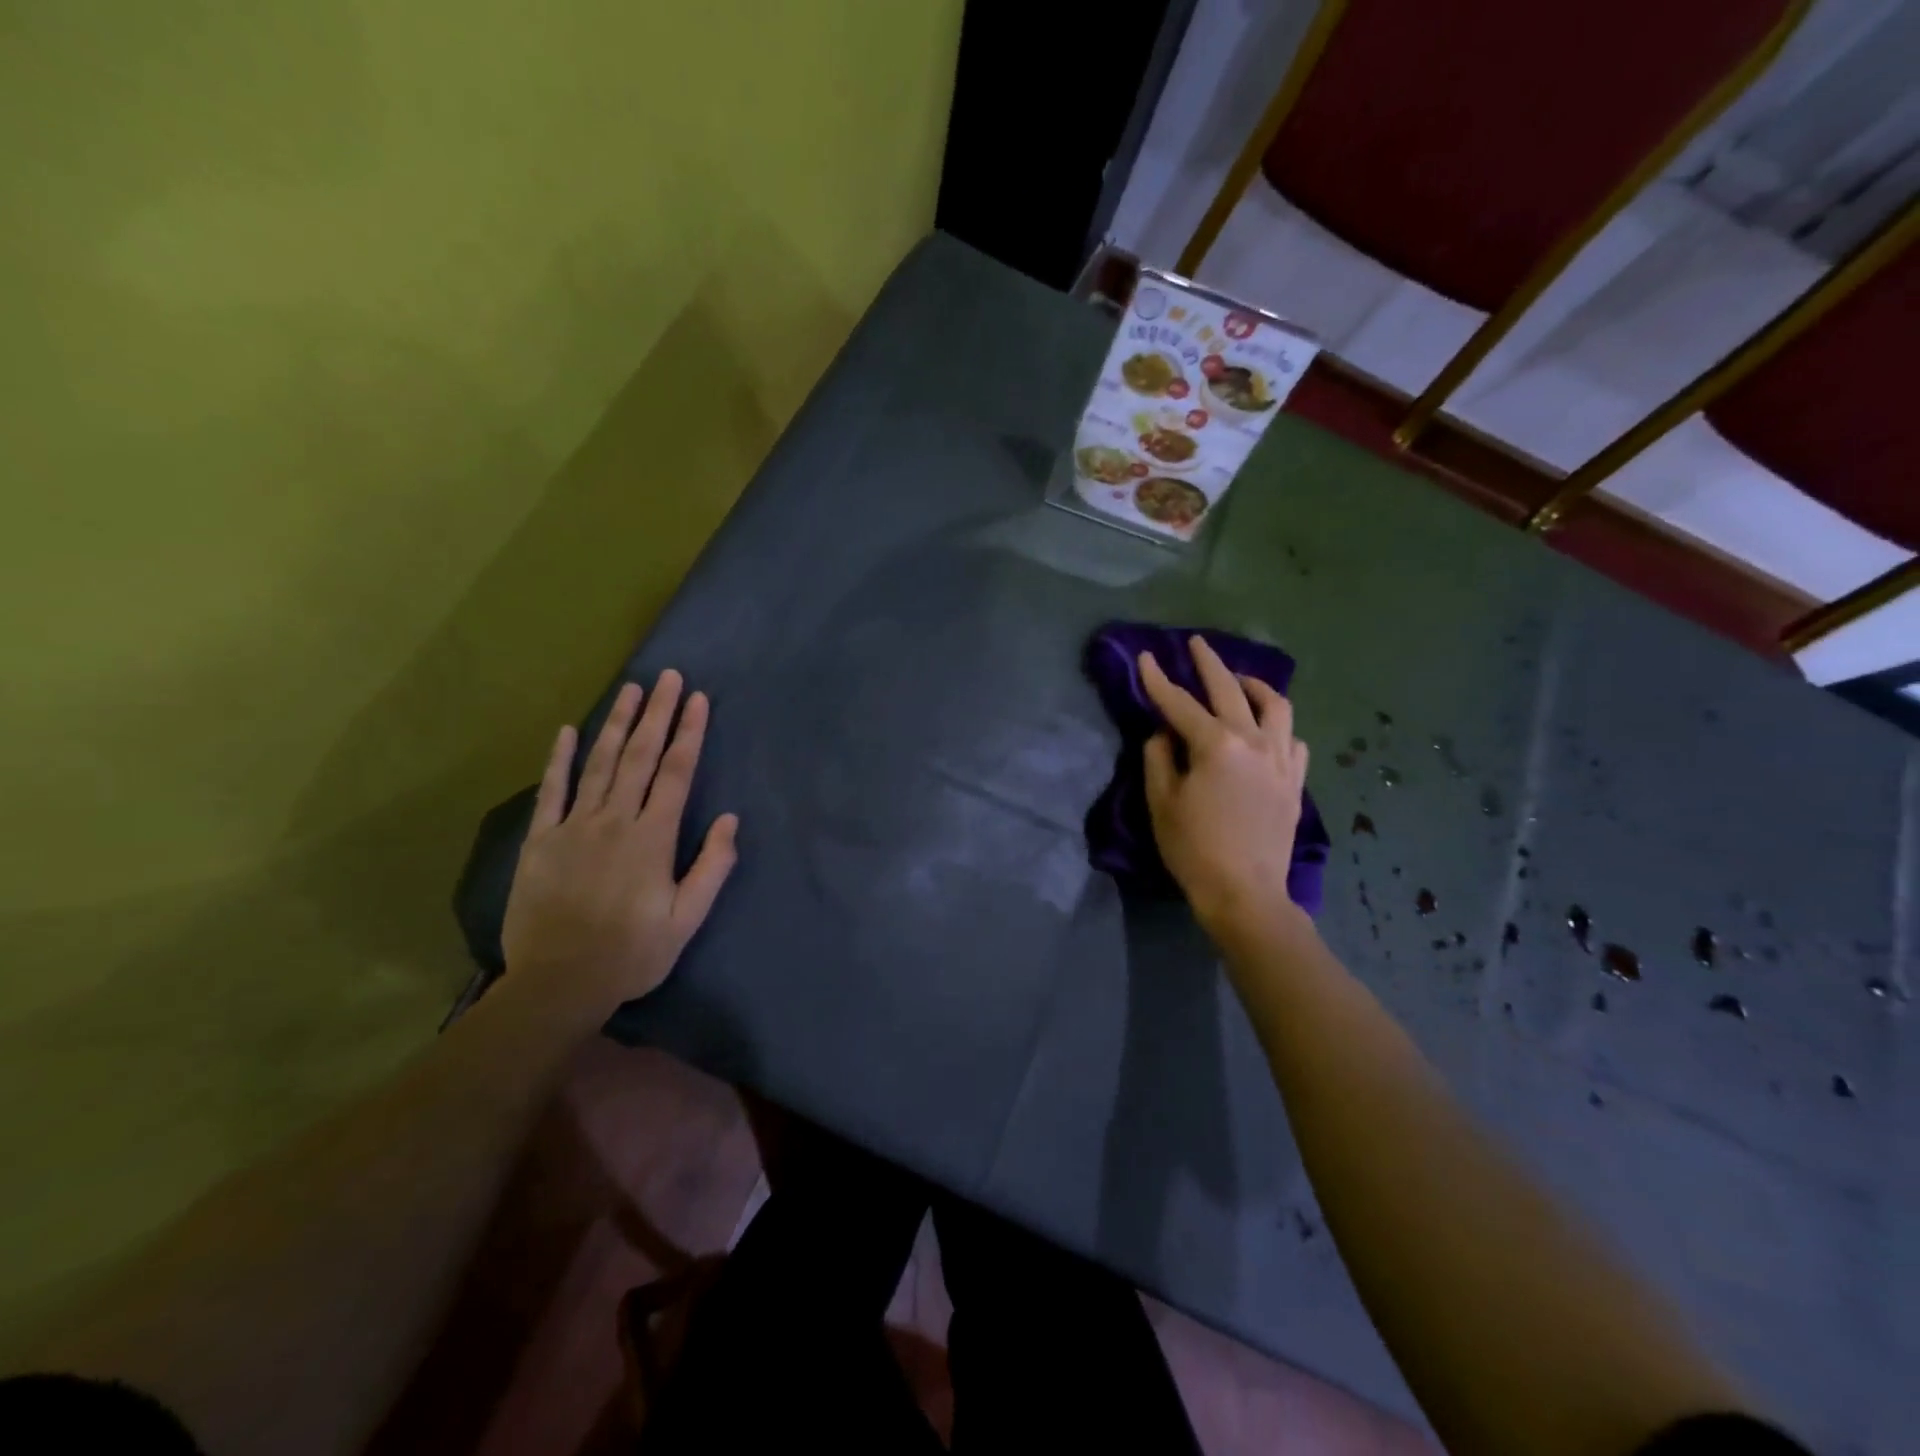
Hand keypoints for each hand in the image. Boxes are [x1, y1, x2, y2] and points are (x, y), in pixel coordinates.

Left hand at [501, 670, 739, 1019]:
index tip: (698, 700)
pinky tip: (568, 730)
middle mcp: (614, 821)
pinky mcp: (541, 840)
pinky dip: (559, 759)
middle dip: (658, 714)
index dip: (689, 733)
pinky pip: (551, 791)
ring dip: (617, 723)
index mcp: (652, 838)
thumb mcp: (686, 921)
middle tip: (669, 677)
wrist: (557, 984)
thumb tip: (729, 820)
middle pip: (640, 756)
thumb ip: (711, 868)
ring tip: (631, 690)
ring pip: (599, 763)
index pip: (676, 773)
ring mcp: (573, 827)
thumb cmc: (631, 954)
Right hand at [1140, 636, 1310, 937]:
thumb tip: (1165, 733)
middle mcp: (1255, 742)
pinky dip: (1277, 727)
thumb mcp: (1162, 802)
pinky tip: (1267, 731)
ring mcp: (1281, 760)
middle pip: (1231, 690)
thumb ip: (1159, 758)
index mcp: (1217, 745)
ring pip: (1276, 707)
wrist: (1245, 893)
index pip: (1180, 704)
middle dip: (1210, 663)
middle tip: (1197, 644)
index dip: (1159, 680)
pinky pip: (1293, 740)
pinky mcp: (1295, 781)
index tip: (1146, 657)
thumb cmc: (1194, 849)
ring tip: (1240, 681)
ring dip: (1255, 687)